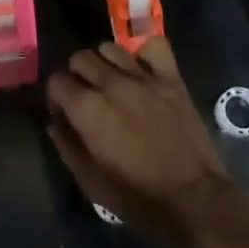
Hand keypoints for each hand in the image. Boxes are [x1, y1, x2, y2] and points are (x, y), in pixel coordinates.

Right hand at [47, 37, 235, 239]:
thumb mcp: (89, 182)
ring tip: (112, 83)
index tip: (64, 113)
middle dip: (77, 75)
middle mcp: (110, 84)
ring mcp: (143, 77)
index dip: (56, 97)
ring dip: (105, 63)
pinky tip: (142, 69)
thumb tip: (55, 122)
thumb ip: (66, 145)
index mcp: (87, 108)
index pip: (56, 80)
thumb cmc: (137, 197)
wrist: (193, 200)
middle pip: (81, 58)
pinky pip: (154, 46)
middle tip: (86, 97)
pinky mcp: (171, 79)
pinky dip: (144, 52)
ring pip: (110, 48)